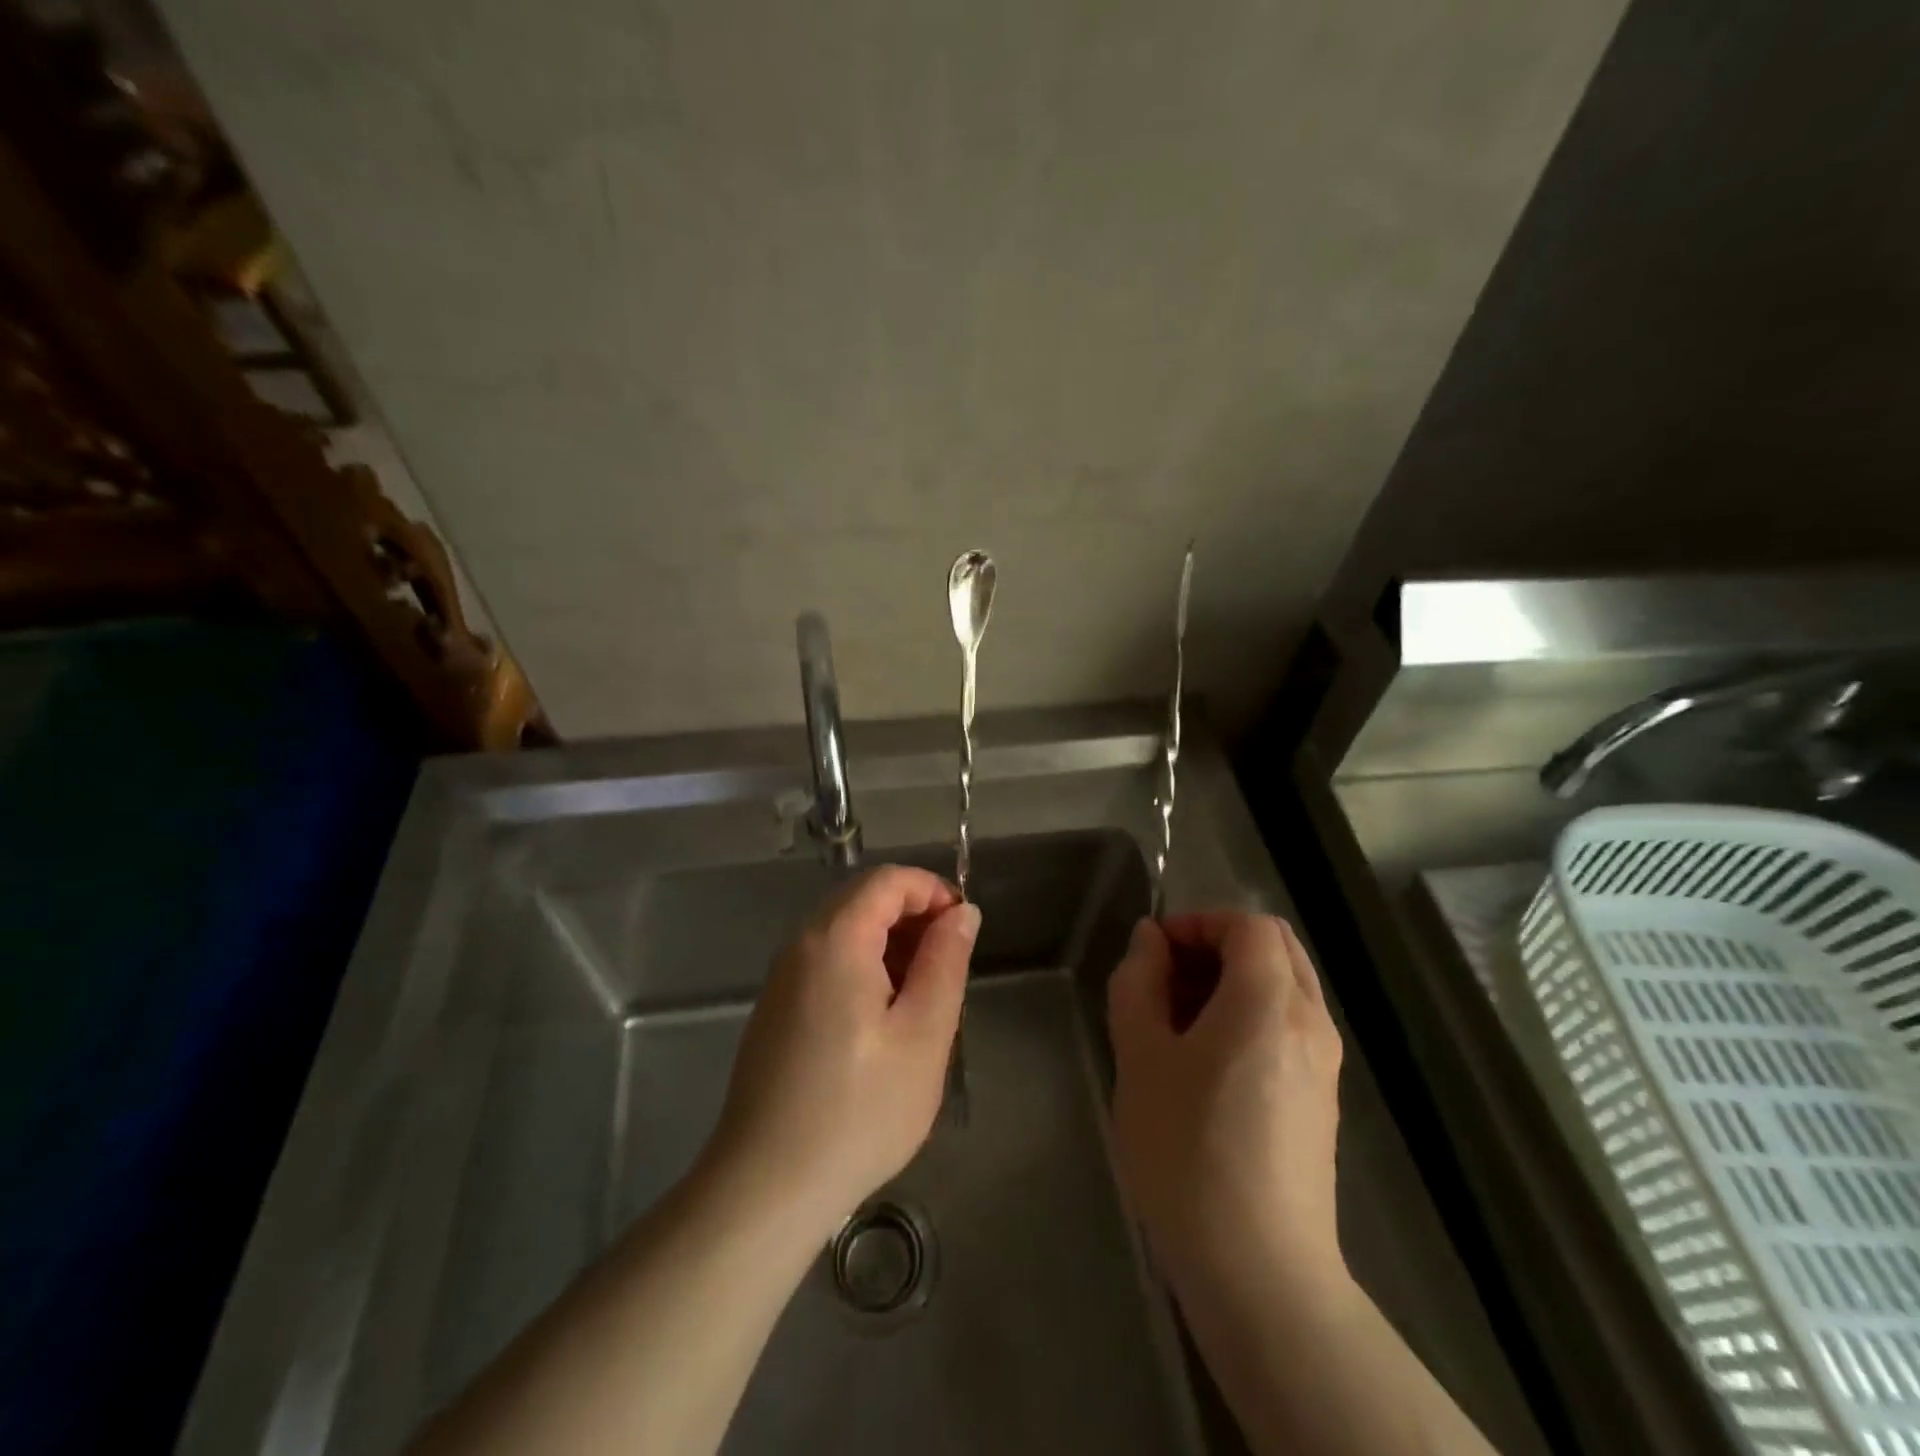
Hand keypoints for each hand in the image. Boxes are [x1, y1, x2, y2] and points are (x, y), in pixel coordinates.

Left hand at [705, 865, 979, 1238]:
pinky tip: (883, 1020)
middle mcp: (800, 945)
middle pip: (862, 899)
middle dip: (913, 916)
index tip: (964, 929)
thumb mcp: (923, 1036)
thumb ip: (946, 962)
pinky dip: (864, 967)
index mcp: (835, 940)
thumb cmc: (858, 1111)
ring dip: (890, 944)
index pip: (887, 880)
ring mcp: (782, 978)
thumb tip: (962, 912)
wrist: (766, 1188)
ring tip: (923, 996)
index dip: (932, 890)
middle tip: (949, 965)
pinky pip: (826, 962)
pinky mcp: (776, 1009)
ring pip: (844, 931)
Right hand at [1106, 912, 1343, 1293]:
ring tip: (1180, 1019)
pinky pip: (1291, 1025)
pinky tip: (1209, 1060)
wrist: (1259, 1271)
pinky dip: (1252, 1013)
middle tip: (1168, 977)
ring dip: (1235, 979)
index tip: (1156, 950)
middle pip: (1275, 947)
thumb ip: (1139, 983)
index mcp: (1269, 1002)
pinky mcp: (1323, 1099)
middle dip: (1218, 945)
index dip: (1199, 922)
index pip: (1248, 924)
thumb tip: (1150, 941)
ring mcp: (1325, 1063)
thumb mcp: (1140, 1057)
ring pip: (1286, 986)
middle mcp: (1311, 1022)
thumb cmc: (1187, 1151)